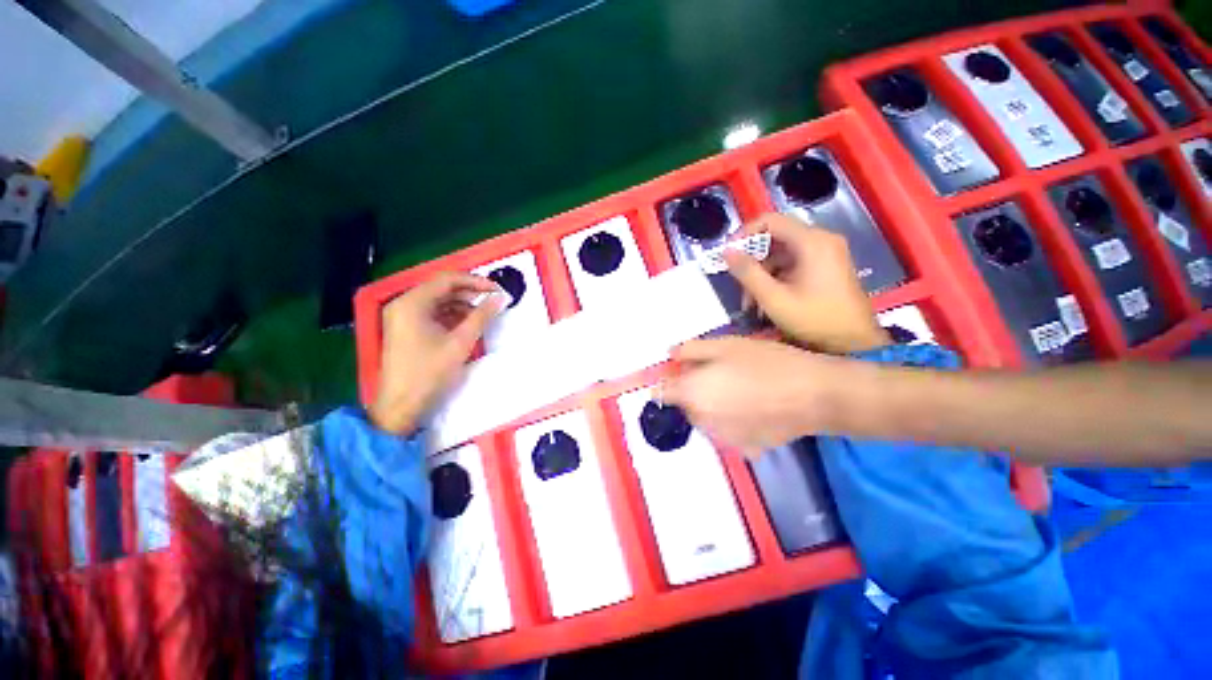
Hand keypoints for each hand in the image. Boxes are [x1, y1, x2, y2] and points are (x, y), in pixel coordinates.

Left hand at [369, 272, 506, 434]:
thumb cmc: (429, 372)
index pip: (448, 280)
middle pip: (442, 288)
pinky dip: (452, 315)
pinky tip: (469, 323)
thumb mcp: (461, 342)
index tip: (498, 290)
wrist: (401, 405)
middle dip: (470, 293)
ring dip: (463, 304)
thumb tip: (499, 297)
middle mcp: (404, 304)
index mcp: (412, 303)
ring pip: (439, 301)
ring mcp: (403, 317)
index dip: (476, 281)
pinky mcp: (406, 329)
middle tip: (494, 300)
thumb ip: (482, 316)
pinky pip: (433, 313)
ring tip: (485, 313)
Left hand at [661, 337, 851, 455]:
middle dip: (693, 391)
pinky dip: (732, 422)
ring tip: (741, 392)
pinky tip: (754, 410)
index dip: (668, 381)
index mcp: (692, 394)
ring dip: (712, 407)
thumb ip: (691, 350)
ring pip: (705, 419)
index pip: (662, 393)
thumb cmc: (766, 363)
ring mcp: (723, 439)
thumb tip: (670, 354)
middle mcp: (701, 421)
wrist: (815, 394)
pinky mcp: (745, 449)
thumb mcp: (725, 345)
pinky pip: (727, 432)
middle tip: (721, 375)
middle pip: (685, 405)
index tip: (682, 371)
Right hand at [724, 213, 888, 353]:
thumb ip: (747, 273)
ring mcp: (826, 253)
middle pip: (775, 239)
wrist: (856, 343)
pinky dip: (776, 279)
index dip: (745, 234)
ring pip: (781, 254)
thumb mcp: (773, 298)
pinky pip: (793, 264)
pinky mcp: (826, 266)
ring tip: (750, 304)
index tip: (729, 254)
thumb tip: (726, 252)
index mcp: (811, 242)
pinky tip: (766, 303)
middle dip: (752, 262)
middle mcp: (821, 240)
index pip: (770, 221)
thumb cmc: (814, 319)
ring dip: (762, 275)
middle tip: (739, 286)